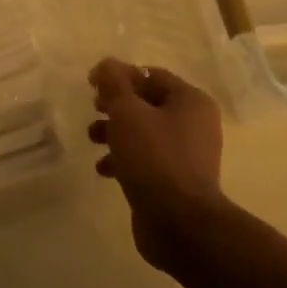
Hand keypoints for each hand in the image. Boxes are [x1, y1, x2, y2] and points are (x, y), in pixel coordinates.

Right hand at [88, 59, 228, 267]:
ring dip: (115, 132)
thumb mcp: (127, 113)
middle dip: (115, 106)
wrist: (179, 223)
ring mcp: (187, 154)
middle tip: (93, 110)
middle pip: (147, 103)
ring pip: (144, 132)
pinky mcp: (176, 180)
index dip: (119, 76)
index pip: (150, 75)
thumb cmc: (154, 158)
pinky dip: (125, 159)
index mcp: (190, 101)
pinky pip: (147, 159)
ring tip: (92, 140)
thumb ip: (114, 84)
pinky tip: (104, 170)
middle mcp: (194, 123)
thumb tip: (107, 65)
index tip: (91, 85)